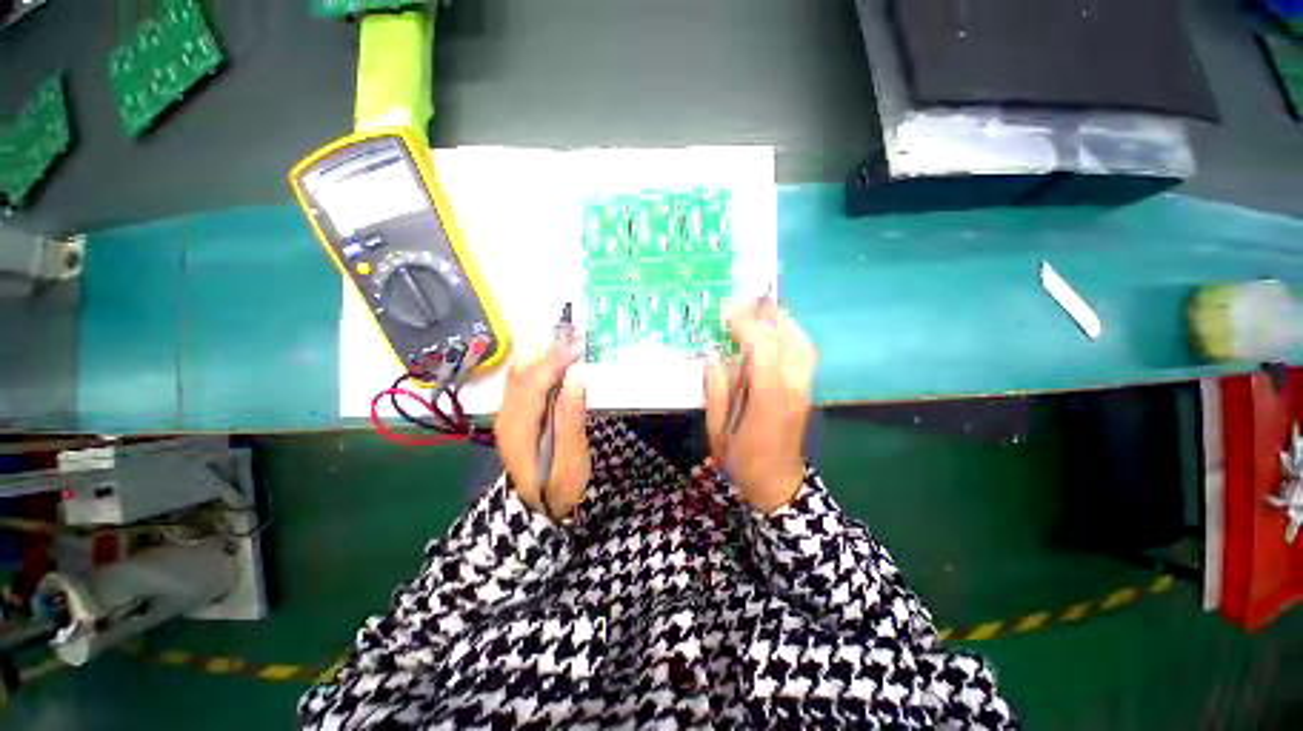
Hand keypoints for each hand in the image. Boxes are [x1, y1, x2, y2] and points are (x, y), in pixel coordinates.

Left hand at [494, 342, 588, 519]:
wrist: (536, 507)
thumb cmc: (558, 486)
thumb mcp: (572, 459)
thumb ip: (571, 421)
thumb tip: (575, 383)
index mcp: (519, 426)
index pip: (534, 382)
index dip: (555, 361)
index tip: (578, 346)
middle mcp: (507, 414)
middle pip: (522, 372)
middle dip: (548, 350)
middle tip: (575, 335)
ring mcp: (508, 413)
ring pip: (520, 373)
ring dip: (542, 354)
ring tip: (567, 340)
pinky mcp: (515, 414)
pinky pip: (523, 381)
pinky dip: (539, 365)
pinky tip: (555, 360)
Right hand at [704, 301, 815, 512]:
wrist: (778, 484)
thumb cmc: (742, 461)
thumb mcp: (717, 430)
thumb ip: (716, 391)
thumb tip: (712, 354)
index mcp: (767, 401)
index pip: (762, 350)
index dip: (746, 325)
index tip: (727, 309)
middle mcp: (792, 390)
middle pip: (790, 341)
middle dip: (769, 315)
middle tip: (747, 299)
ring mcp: (804, 390)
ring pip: (803, 345)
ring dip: (784, 322)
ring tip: (762, 309)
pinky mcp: (807, 392)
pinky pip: (804, 354)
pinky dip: (791, 335)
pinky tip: (775, 331)